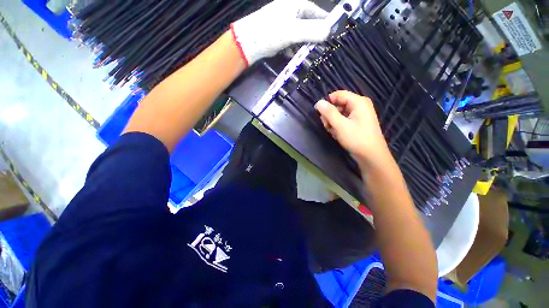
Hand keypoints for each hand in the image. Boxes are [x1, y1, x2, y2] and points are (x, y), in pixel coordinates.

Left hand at [231, 0, 330, 65]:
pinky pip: (292, 42)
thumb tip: (329, 32)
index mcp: (296, 5)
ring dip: (303, 46)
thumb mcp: (292, 31)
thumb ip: (311, 31)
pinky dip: (294, 49)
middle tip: (320, 50)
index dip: (325, 25)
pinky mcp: (279, 36)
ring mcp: (285, 24)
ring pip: (300, 36)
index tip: (331, 38)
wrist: (248, 43)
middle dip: (313, 38)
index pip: (317, 13)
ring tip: (308, 56)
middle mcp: (291, 12)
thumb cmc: (270, 32)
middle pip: (309, 25)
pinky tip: (294, 56)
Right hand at [315, 91, 391, 167]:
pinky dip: (338, 126)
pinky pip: (343, 120)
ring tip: (333, 132)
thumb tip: (319, 102)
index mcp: (358, 102)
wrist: (371, 156)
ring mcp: (358, 115)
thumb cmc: (357, 139)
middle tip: (327, 126)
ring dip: (333, 122)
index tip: (320, 113)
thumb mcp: (340, 125)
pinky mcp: (357, 123)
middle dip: (330, 115)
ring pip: (339, 113)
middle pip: (338, 104)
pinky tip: (337, 134)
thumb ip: (329, 113)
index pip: (338, 94)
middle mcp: (359, 105)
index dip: (327, 102)